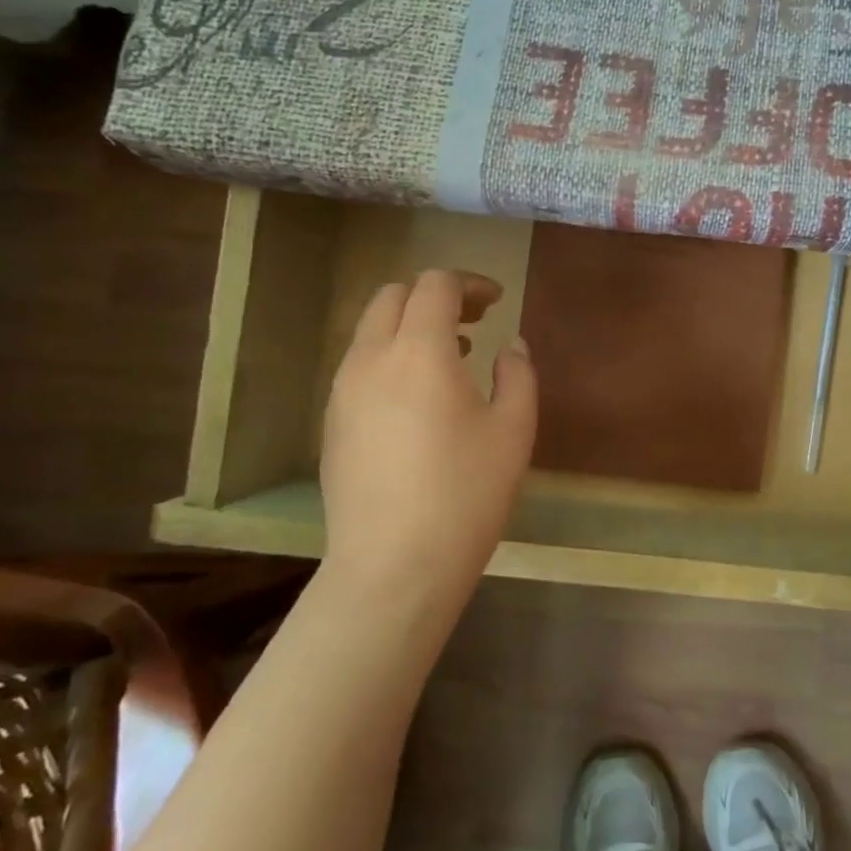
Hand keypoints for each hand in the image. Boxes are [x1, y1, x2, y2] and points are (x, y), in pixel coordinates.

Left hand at [320, 270, 536, 616]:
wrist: (393, 567)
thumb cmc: (465, 493)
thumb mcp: (513, 430)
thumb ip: (518, 375)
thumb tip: (510, 347)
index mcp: (419, 351)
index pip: (435, 286)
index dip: (469, 283)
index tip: (497, 303)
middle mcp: (371, 359)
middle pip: (393, 297)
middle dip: (434, 296)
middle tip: (473, 321)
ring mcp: (343, 392)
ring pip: (370, 330)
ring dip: (410, 327)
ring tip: (452, 357)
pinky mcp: (332, 423)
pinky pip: (360, 366)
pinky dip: (390, 357)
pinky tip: (419, 399)